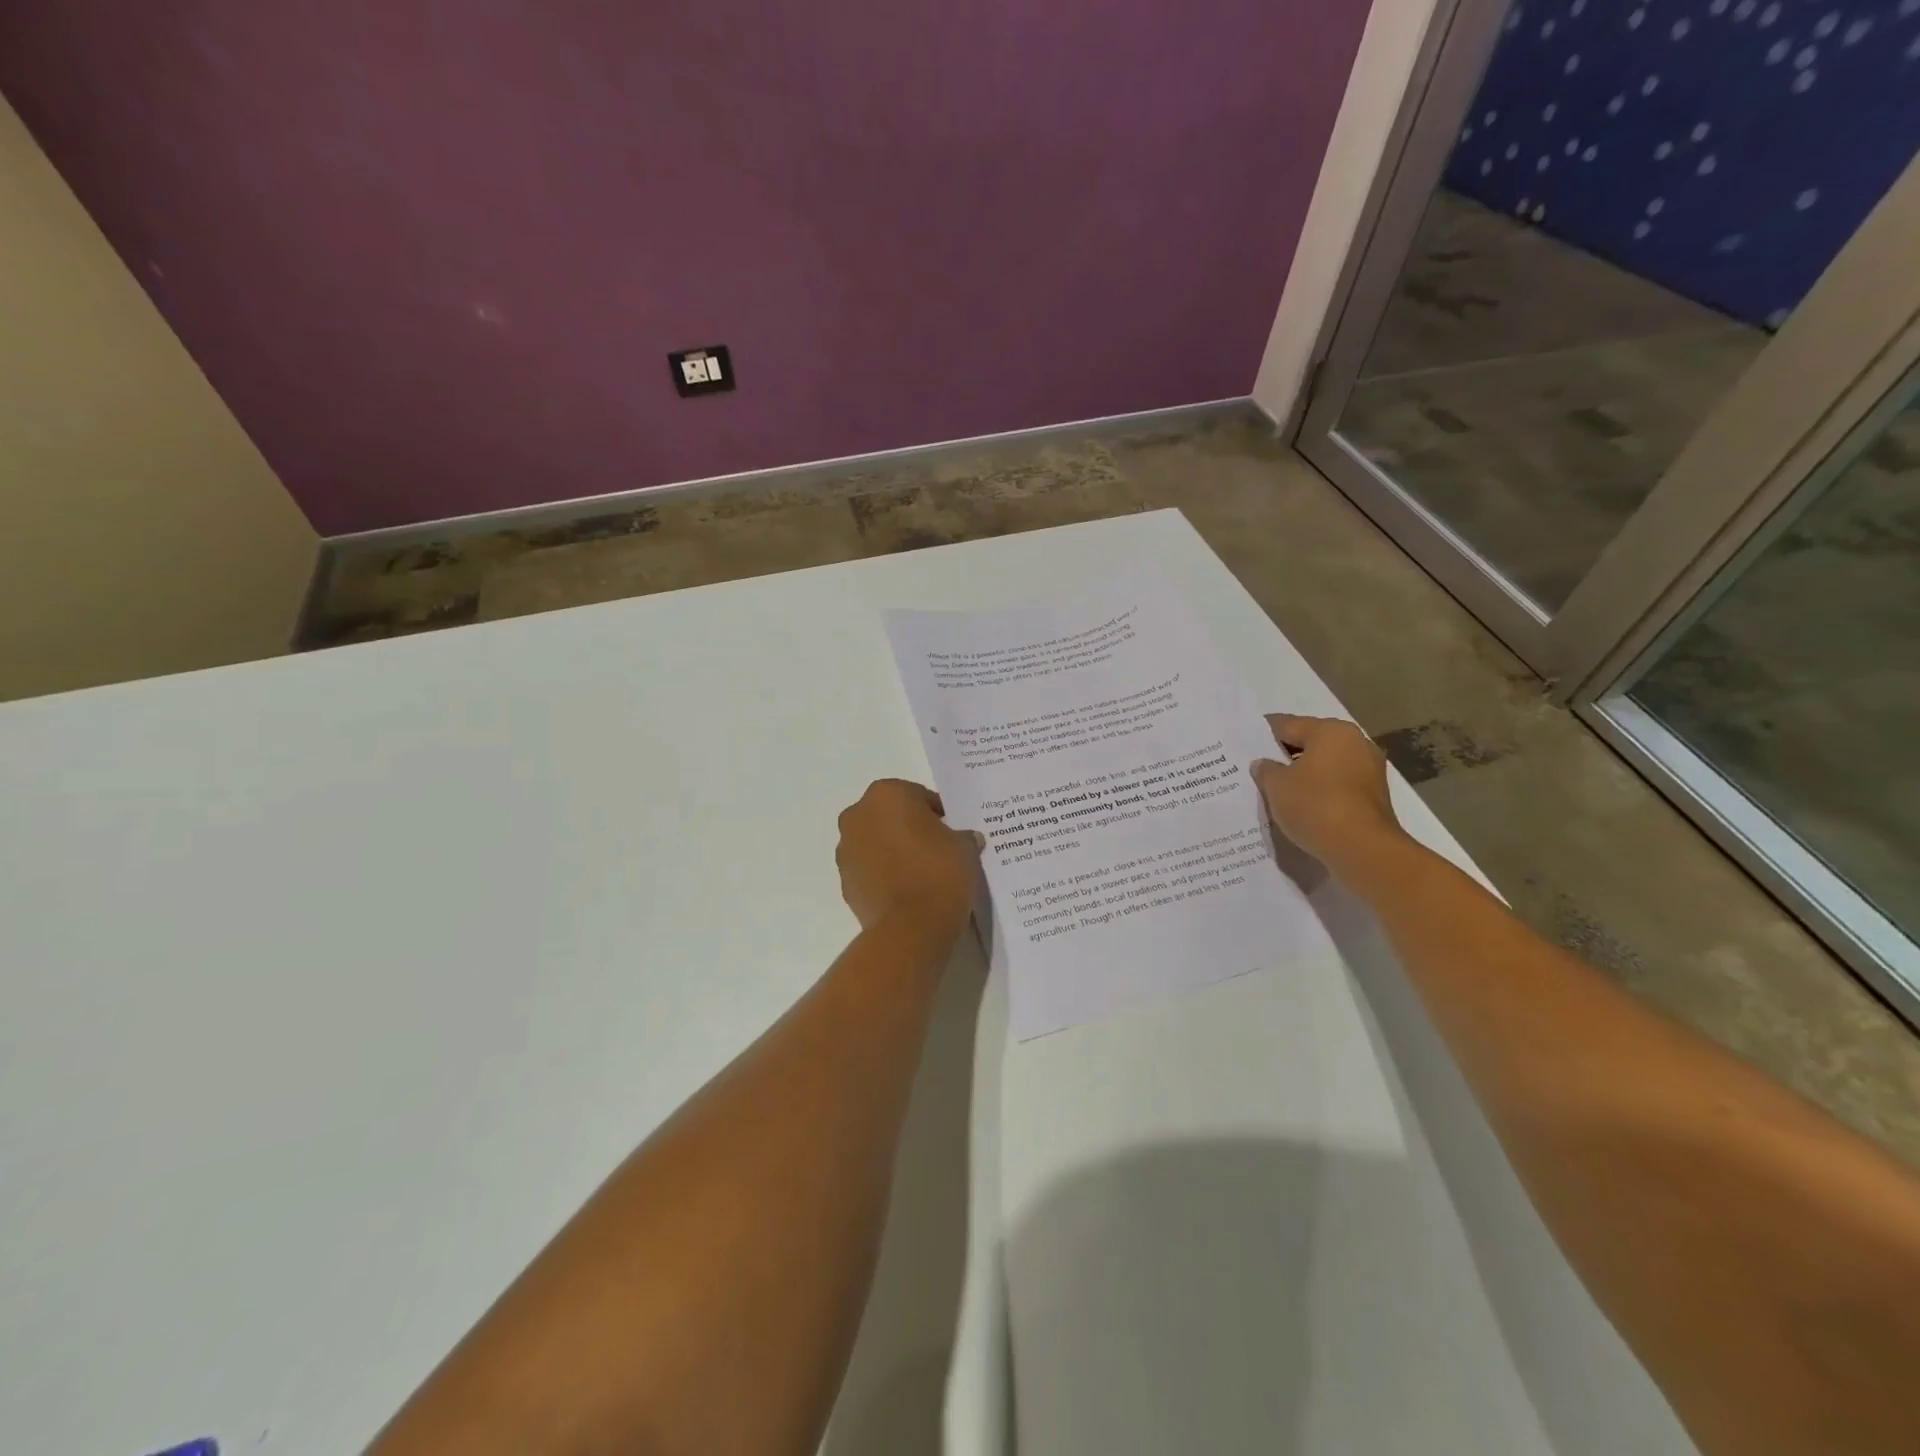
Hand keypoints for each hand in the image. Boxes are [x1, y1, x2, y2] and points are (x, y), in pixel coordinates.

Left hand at [835, 779, 982, 937]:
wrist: (911, 926)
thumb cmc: (939, 871)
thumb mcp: (965, 846)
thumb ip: (962, 835)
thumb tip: (964, 839)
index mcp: (887, 794)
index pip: (918, 796)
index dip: (938, 813)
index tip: (952, 831)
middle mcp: (858, 815)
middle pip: (890, 816)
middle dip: (909, 828)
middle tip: (936, 848)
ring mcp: (846, 850)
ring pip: (875, 842)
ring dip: (893, 850)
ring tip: (921, 872)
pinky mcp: (844, 882)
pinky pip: (869, 870)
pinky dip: (883, 874)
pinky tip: (906, 890)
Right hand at [1251, 714, 1403, 869]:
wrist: (1362, 849)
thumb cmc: (1316, 806)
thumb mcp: (1277, 786)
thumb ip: (1266, 770)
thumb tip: (1263, 764)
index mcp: (1331, 731)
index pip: (1287, 724)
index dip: (1263, 733)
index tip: (1244, 741)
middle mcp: (1355, 743)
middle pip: (1310, 743)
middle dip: (1284, 754)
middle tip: (1258, 766)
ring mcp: (1368, 770)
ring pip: (1325, 765)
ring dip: (1303, 774)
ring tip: (1276, 788)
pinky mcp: (1373, 796)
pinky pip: (1336, 785)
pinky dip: (1319, 790)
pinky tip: (1300, 804)